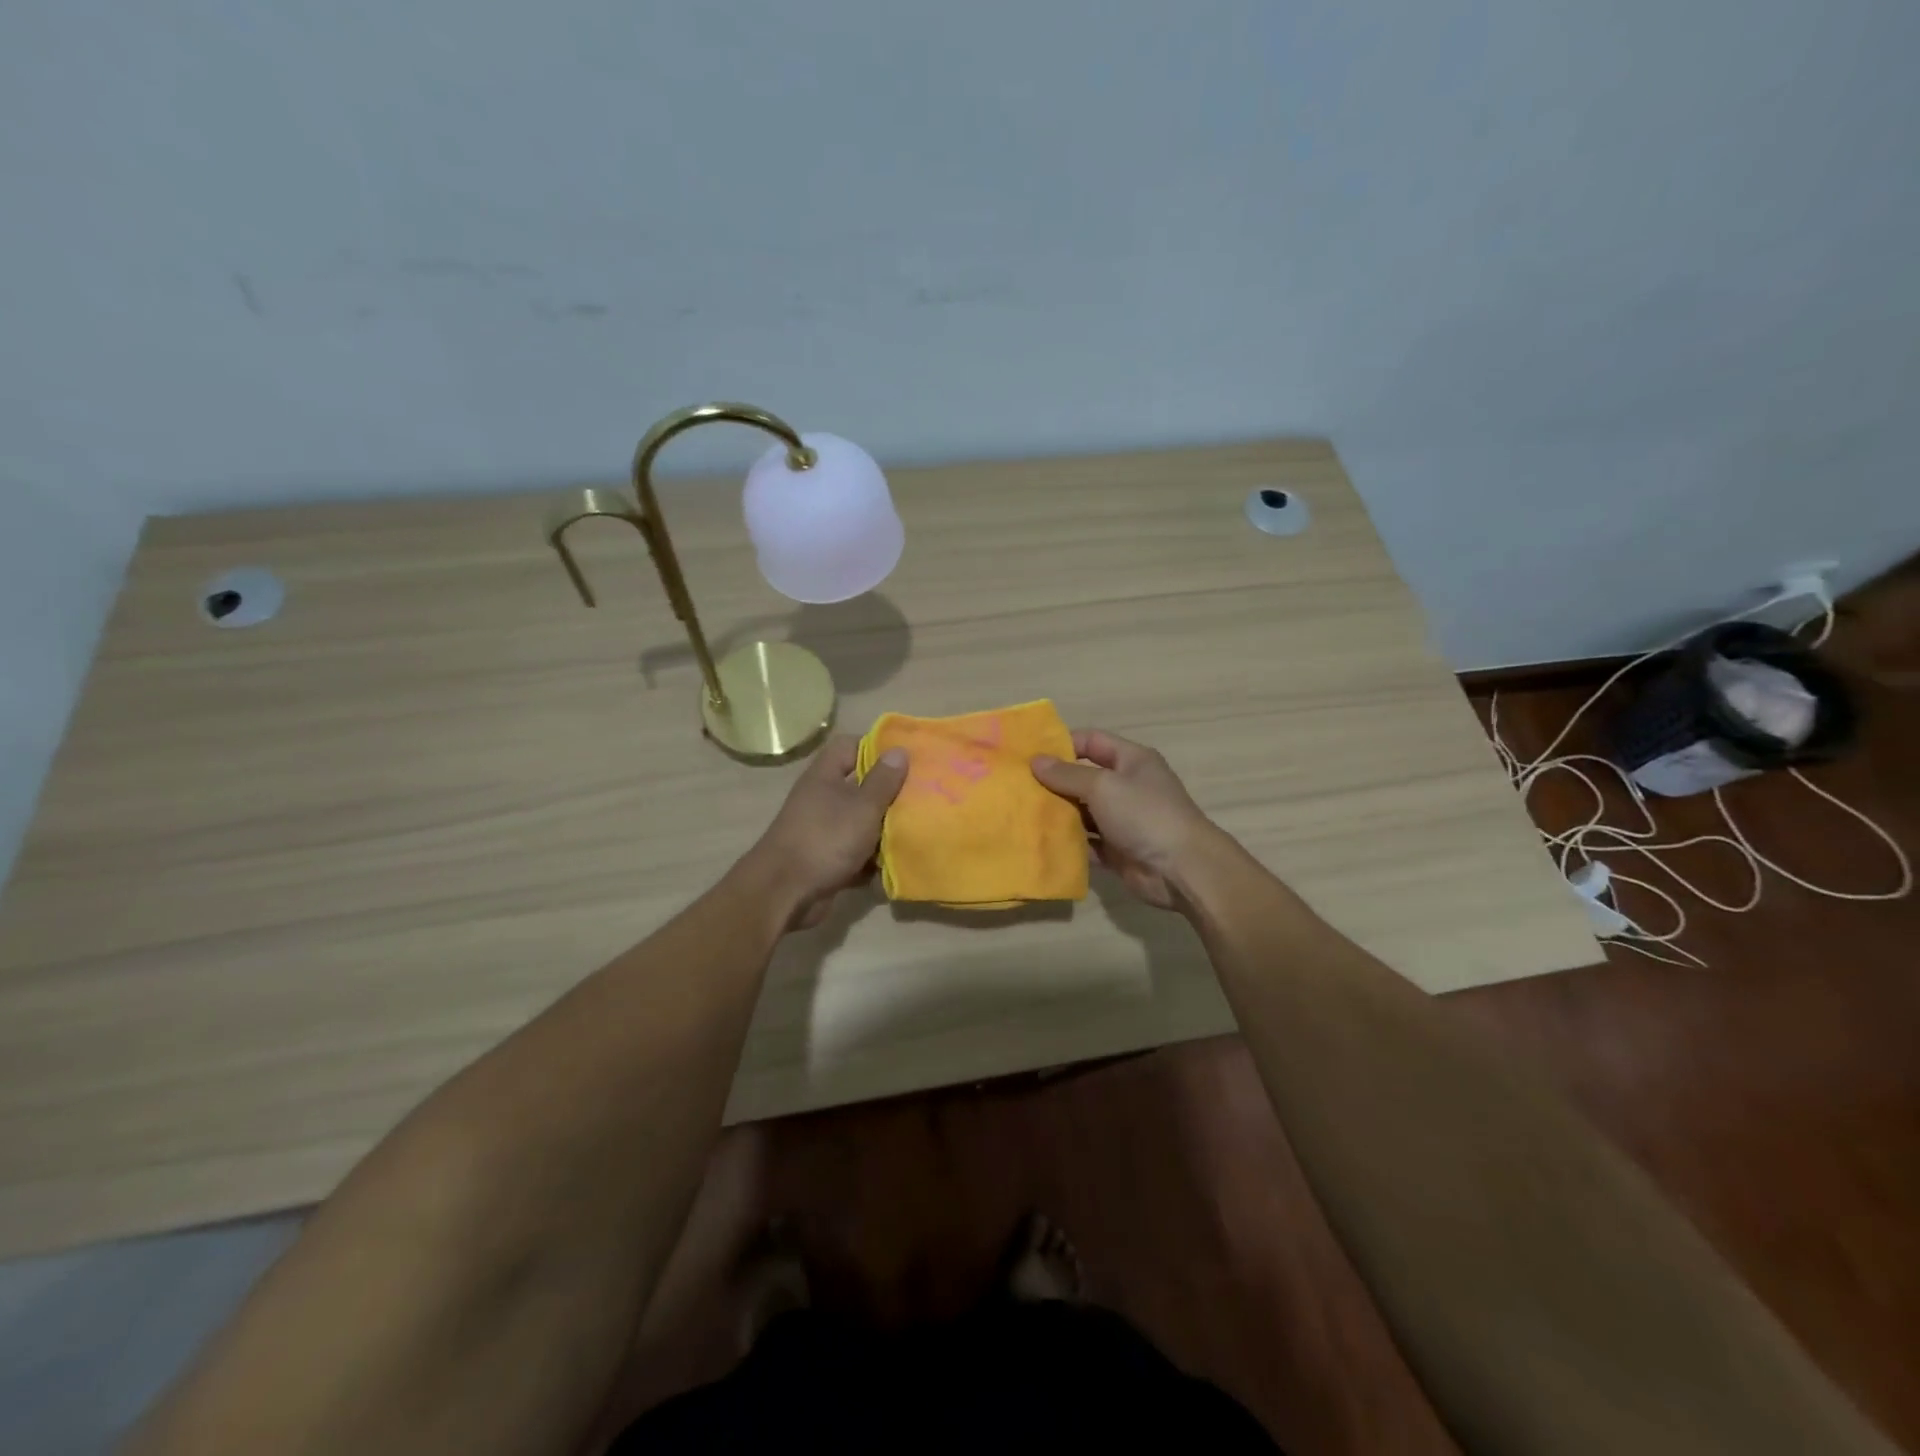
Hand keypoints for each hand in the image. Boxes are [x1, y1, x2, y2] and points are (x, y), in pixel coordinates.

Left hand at [747, 735, 908, 930]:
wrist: (785, 894)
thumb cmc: (826, 839)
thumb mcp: (862, 807)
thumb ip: (883, 780)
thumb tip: (898, 750)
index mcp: (825, 776)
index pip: (850, 746)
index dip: (877, 747)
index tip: (907, 759)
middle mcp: (822, 799)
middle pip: (860, 786)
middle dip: (889, 794)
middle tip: (922, 796)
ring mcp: (823, 831)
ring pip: (861, 822)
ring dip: (884, 830)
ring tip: (917, 830)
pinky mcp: (826, 860)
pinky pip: (856, 853)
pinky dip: (872, 859)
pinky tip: (897, 864)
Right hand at [1031, 729, 1216, 911]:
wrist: (1182, 869)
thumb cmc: (1145, 814)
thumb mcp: (1103, 786)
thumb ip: (1067, 774)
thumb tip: (1036, 761)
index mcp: (1131, 760)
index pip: (1092, 741)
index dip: (1062, 744)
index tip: (1029, 753)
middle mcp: (1126, 786)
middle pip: (1082, 778)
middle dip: (1052, 781)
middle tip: (1015, 785)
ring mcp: (1121, 820)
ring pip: (1081, 812)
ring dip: (1056, 813)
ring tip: (1019, 813)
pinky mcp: (1116, 850)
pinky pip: (1085, 842)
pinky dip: (1066, 842)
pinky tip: (1038, 841)